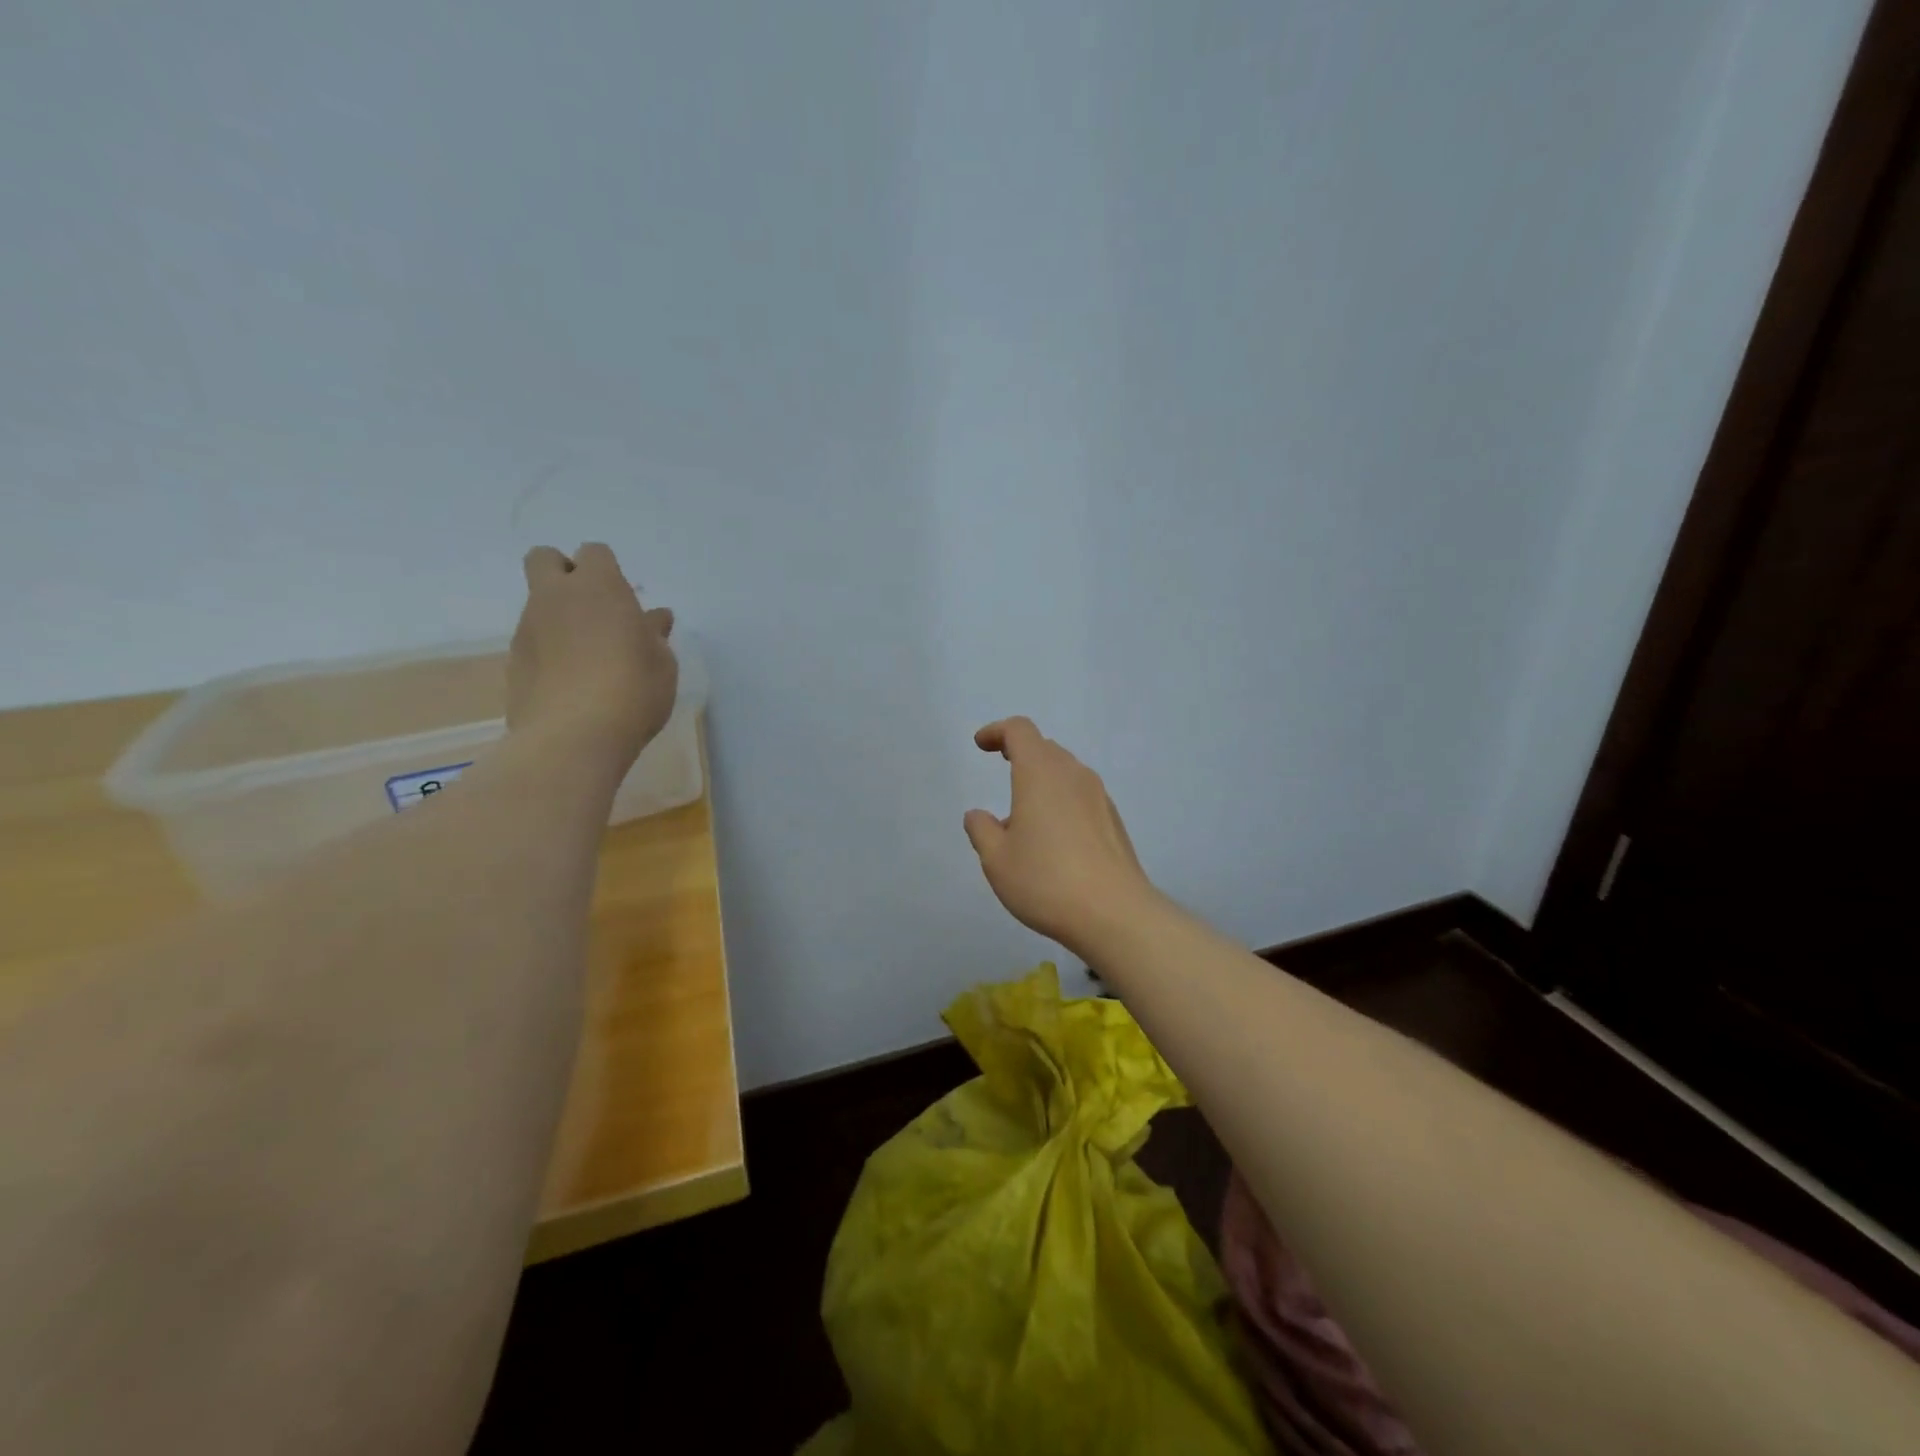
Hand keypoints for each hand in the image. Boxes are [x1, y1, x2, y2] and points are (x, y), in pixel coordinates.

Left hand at [508, 543, 677, 765]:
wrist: (573, 737)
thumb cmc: (633, 691)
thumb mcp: (662, 663)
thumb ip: (653, 635)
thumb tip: (652, 618)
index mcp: (598, 588)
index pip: (595, 553)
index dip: (610, 572)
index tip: (627, 603)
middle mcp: (555, 598)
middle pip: (545, 559)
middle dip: (565, 573)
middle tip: (594, 610)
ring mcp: (528, 630)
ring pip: (538, 605)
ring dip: (560, 619)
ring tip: (590, 659)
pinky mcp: (513, 663)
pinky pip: (533, 642)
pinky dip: (550, 652)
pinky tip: (572, 684)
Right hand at [963, 717, 1158, 957]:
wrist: (1114, 913)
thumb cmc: (1046, 880)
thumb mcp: (996, 859)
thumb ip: (982, 831)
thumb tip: (978, 815)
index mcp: (1040, 773)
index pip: (1020, 731)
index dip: (997, 731)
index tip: (981, 744)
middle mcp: (1073, 775)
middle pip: (1045, 748)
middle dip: (1021, 752)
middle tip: (1003, 766)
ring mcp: (1099, 797)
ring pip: (1066, 773)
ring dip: (1042, 780)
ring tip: (1023, 815)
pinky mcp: (1113, 821)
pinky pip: (1081, 796)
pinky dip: (1061, 801)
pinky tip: (1053, 838)